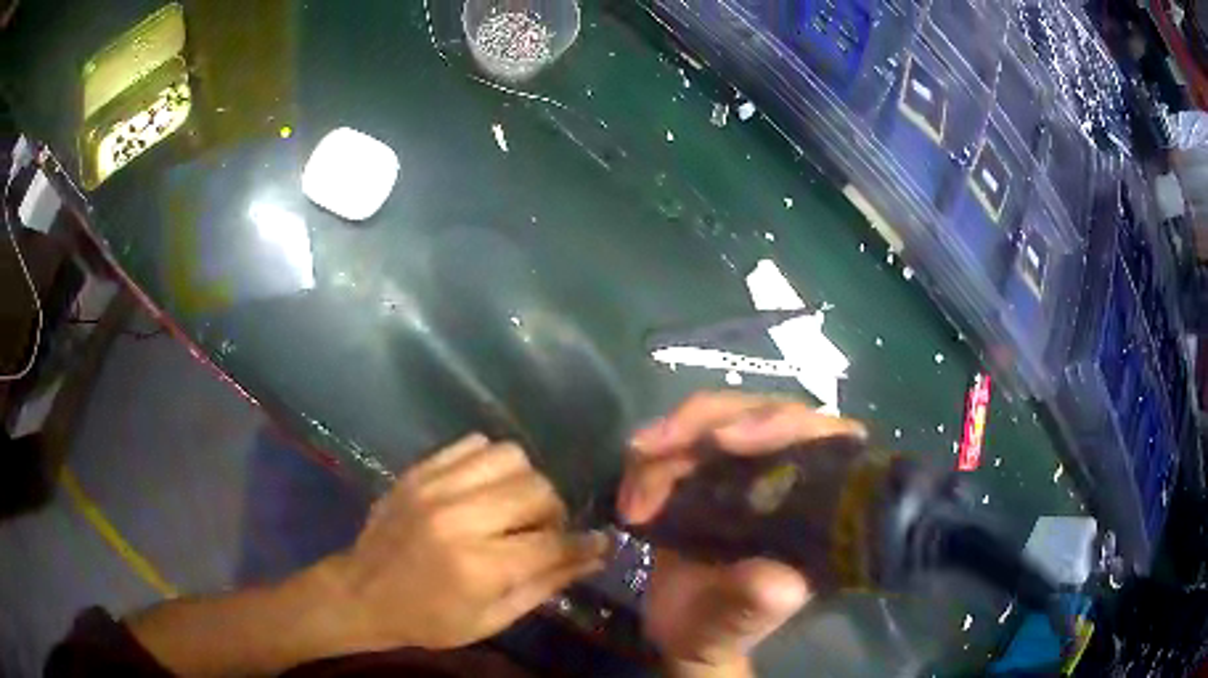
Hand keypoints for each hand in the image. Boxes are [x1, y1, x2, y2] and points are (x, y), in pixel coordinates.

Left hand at [321, 434, 607, 651]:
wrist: (361, 593)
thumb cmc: (428, 619)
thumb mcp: (491, 620)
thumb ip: (544, 586)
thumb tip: (593, 558)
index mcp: (477, 567)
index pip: (552, 543)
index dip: (584, 544)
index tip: (599, 543)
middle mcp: (459, 518)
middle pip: (537, 490)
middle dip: (554, 512)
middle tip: (543, 532)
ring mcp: (435, 487)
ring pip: (510, 457)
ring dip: (525, 483)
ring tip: (514, 507)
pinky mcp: (419, 471)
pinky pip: (474, 444)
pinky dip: (491, 463)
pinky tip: (485, 489)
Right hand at [617, 392, 866, 674]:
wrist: (678, 631)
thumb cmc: (720, 630)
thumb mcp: (736, 625)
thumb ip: (754, 607)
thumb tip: (780, 584)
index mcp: (818, 506)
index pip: (822, 437)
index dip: (780, 424)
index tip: (724, 441)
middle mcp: (790, 474)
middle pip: (761, 413)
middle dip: (702, 424)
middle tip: (651, 449)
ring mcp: (747, 466)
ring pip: (714, 419)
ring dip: (667, 444)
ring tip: (634, 496)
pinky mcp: (706, 469)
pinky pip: (679, 440)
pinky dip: (650, 458)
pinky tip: (630, 496)